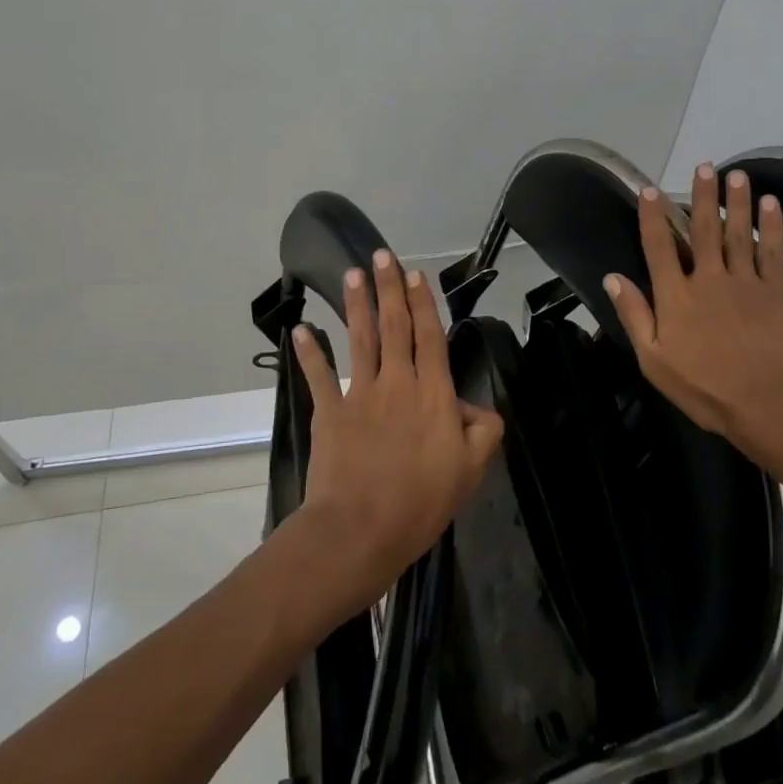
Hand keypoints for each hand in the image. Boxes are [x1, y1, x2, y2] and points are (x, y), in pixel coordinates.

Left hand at [291, 251, 504, 618]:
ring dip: (357, 304)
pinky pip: (319, 376)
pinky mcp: (329, 413)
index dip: (424, 303)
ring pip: (360, 339)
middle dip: (390, 288)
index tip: (416, 273)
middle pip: (394, 326)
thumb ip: (483, 432)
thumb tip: (479, 409)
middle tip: (383, 254)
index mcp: (432, 393)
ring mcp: (360, 394)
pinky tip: (300, 330)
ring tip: (353, 273)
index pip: (429, 337)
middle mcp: (396, 383)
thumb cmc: (421, 502)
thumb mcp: (470, 471)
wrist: (360, 529)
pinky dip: (308, 353)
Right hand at [604, 163, 782, 469]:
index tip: (649, 190)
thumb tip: (613, 278)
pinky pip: (772, 251)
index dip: (652, 217)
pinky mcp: (777, 291)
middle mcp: (708, 278)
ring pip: (738, 233)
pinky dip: (771, 226)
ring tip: (737, 174)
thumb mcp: (654, 360)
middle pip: (703, 230)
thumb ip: (635, 316)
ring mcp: (745, 281)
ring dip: (736, 202)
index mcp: (676, 296)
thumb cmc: (705, 388)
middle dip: (702, 197)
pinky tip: (771, 204)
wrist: (770, 404)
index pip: (659, 247)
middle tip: (704, 166)